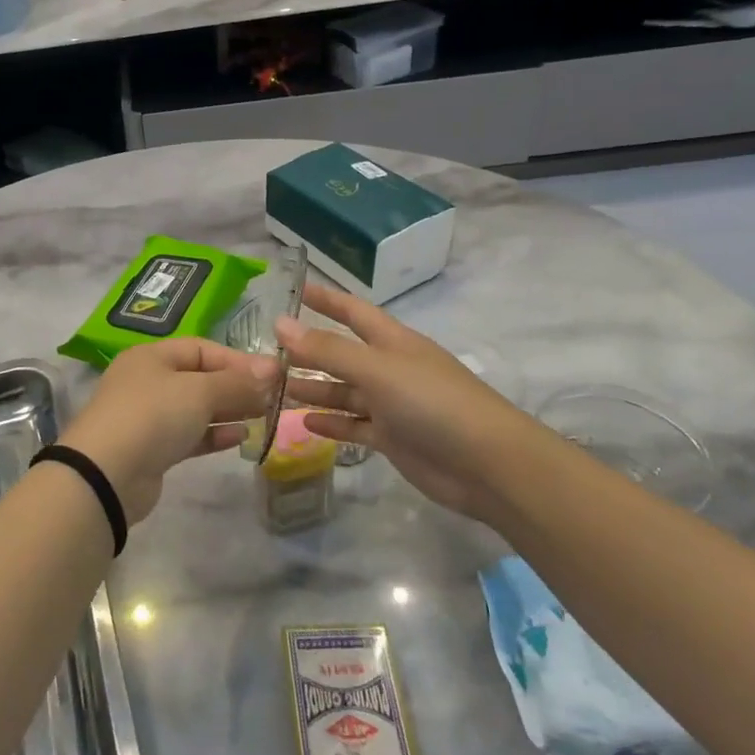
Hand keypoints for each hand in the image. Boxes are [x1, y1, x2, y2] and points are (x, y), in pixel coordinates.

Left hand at [57, 338, 276, 522]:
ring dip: (228, 411)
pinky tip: (240, 437)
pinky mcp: (153, 449)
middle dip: (236, 386)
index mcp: (151, 356)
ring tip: (263, 416)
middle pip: (199, 378)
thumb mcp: (199, 391)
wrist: (106, 474)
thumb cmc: (152, 416)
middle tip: (274, 398)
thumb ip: (236, 382)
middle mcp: (148, 381)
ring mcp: (148, 417)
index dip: (237, 359)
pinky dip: (214, 434)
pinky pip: (190, 435)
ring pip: (196, 408)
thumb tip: (271, 369)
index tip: (273, 375)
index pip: (201, 349)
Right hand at [276, 282, 538, 522]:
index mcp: (392, 342)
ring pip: (344, 391)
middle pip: (342, 354)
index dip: (326, 299)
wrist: (487, 465)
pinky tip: (303, 422)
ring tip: (275, 388)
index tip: (295, 289)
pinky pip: (354, 426)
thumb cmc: (432, 403)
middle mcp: (390, 369)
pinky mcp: (393, 438)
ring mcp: (392, 405)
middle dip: (309, 351)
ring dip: (313, 389)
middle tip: (266, 352)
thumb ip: (327, 349)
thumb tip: (280, 322)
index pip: (353, 311)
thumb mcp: (376, 369)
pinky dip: (331, 423)